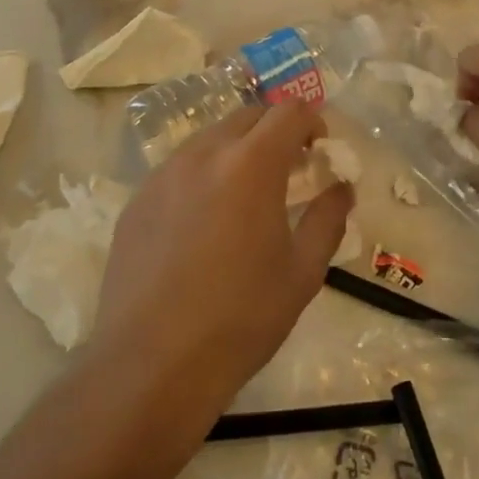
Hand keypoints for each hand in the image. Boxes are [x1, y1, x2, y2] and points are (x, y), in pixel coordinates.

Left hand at [90, 103, 351, 423]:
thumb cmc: (241, 318)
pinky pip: (179, 167)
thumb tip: (341, 189)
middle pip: (248, 115)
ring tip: (247, 194)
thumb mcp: (303, 271)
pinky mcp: (136, 200)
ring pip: (210, 138)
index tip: (320, 151)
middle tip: (290, 168)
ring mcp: (164, 175)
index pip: (289, 111)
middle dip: (276, 130)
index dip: (312, 122)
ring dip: (238, 148)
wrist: (151, 366)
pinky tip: (205, 221)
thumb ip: (328, 218)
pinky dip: (204, 174)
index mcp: (251, 164)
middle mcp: (204, 154)